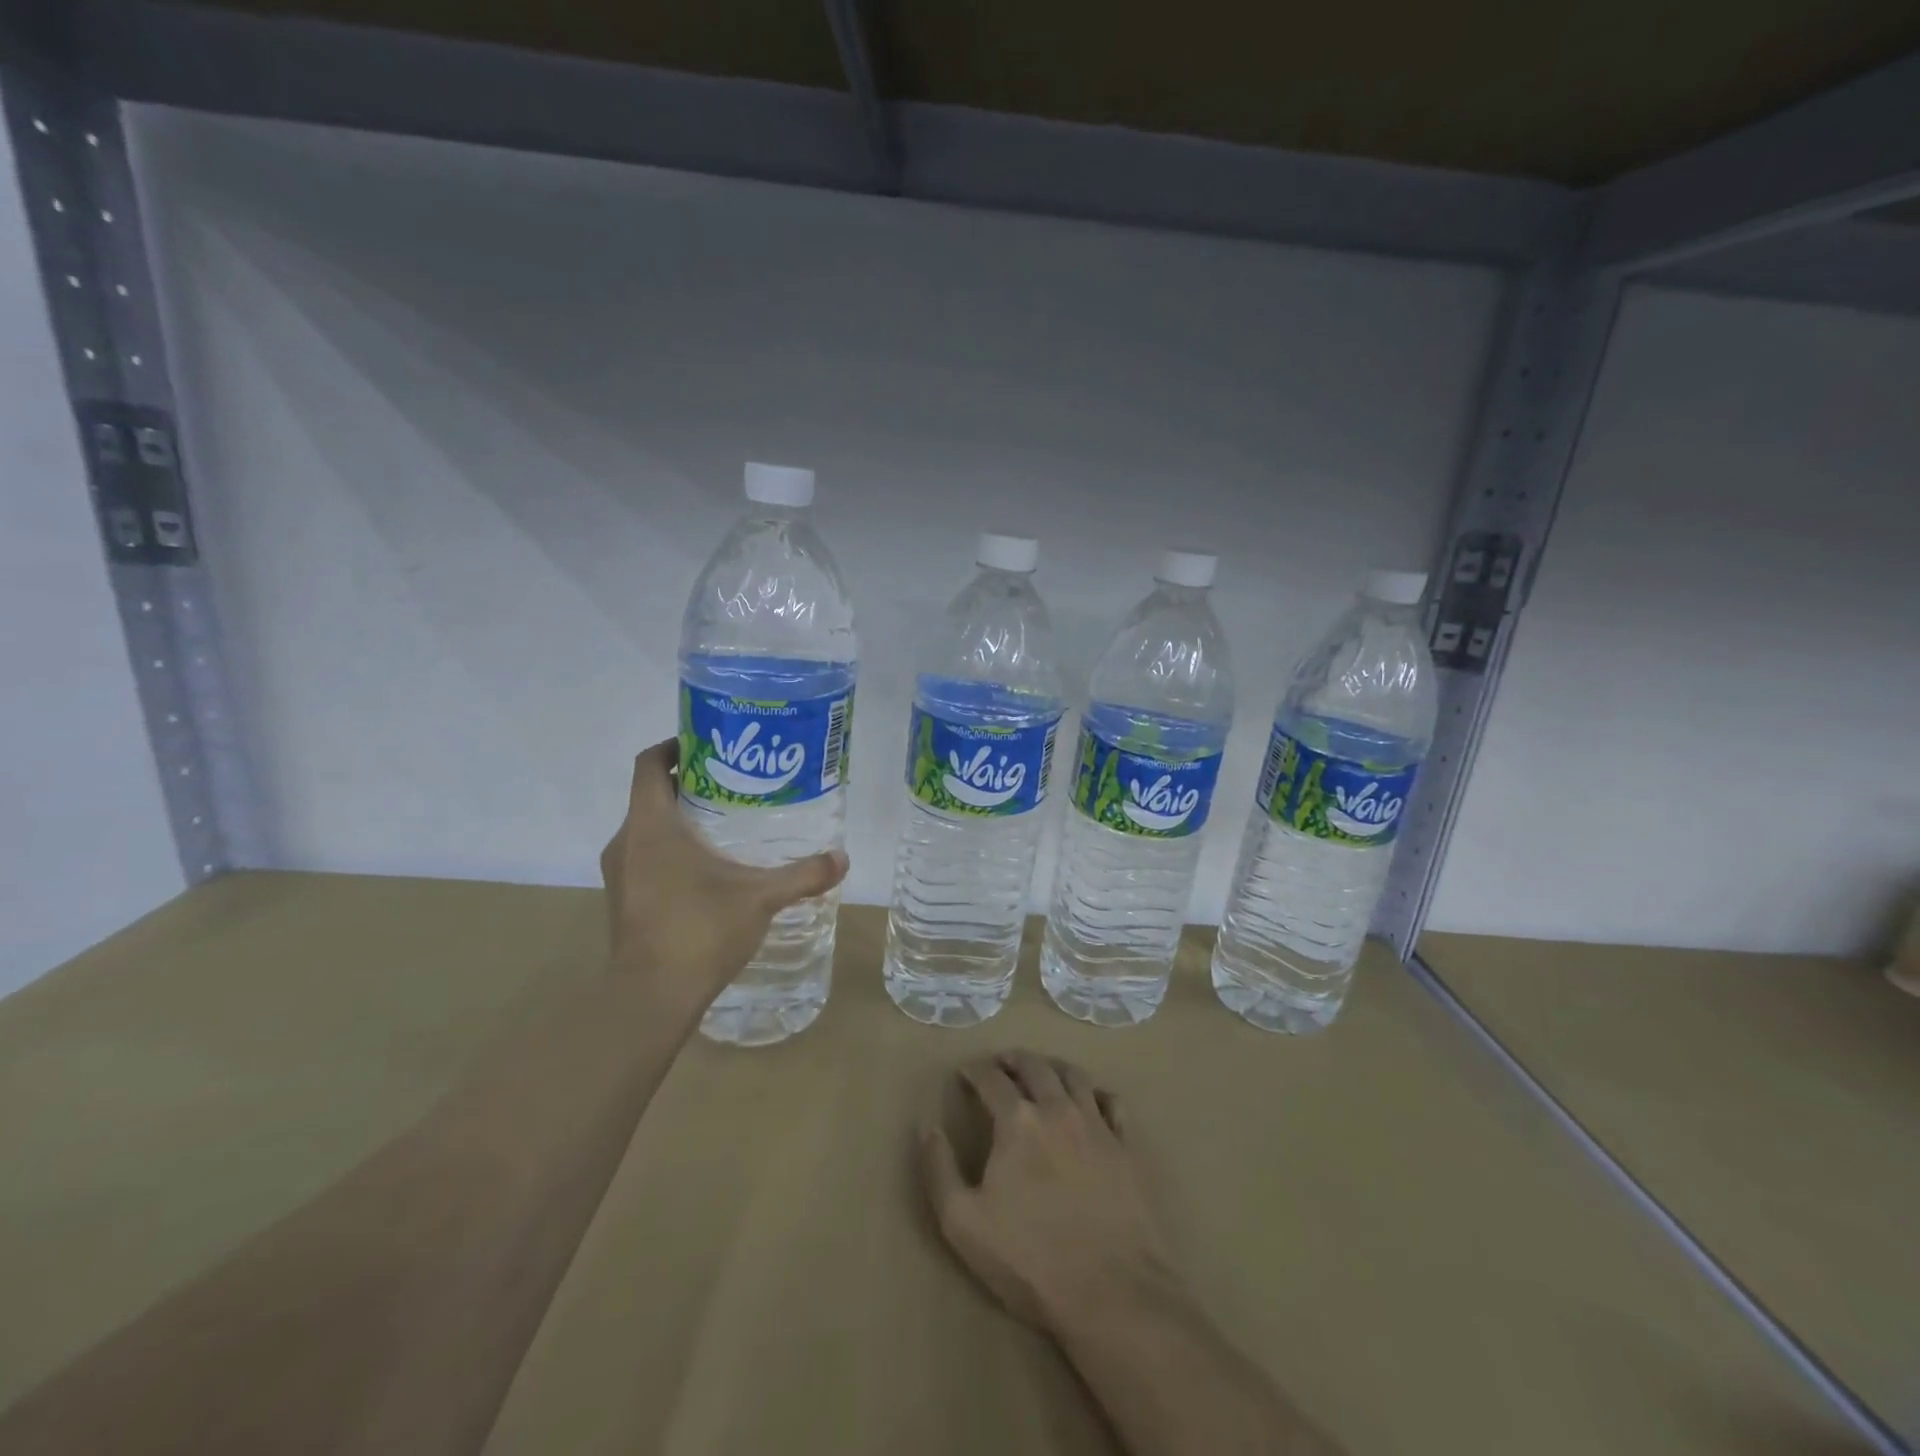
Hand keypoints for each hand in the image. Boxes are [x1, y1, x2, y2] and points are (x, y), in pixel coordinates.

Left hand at [600, 739, 847, 1009]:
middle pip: (651, 794)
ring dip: (680, 819)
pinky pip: (646, 856)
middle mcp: (627, 841)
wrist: (650, 998)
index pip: (649, 764)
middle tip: (735, 783)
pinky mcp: (623, 899)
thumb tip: (842, 858)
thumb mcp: (761, 897)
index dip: (674, 745)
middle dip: (689, 783)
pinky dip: (672, 849)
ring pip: (648, 828)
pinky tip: (710, 868)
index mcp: (651, 826)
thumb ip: (803, 874)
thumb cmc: (699, 930)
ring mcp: (620, 873)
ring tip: (727, 823)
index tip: (709, 743)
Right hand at [918, 1051, 1174, 1333]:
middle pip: (1034, 1066)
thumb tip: (928, 1126)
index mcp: (1018, 1121)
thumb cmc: (1030, 1259)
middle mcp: (1058, 1109)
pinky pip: (1113, 1102)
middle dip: (1012, 1060)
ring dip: (1052, 1067)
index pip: (990, 1078)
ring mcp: (1097, 1125)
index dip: (974, 1071)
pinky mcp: (1127, 1147)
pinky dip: (1097, 1092)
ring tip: (1042, 1072)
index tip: (964, 1073)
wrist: (1113, 1292)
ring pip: (1074, 1075)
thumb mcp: (962, 1223)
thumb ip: (938, 1168)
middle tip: (1000, 1064)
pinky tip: (1091, 1100)